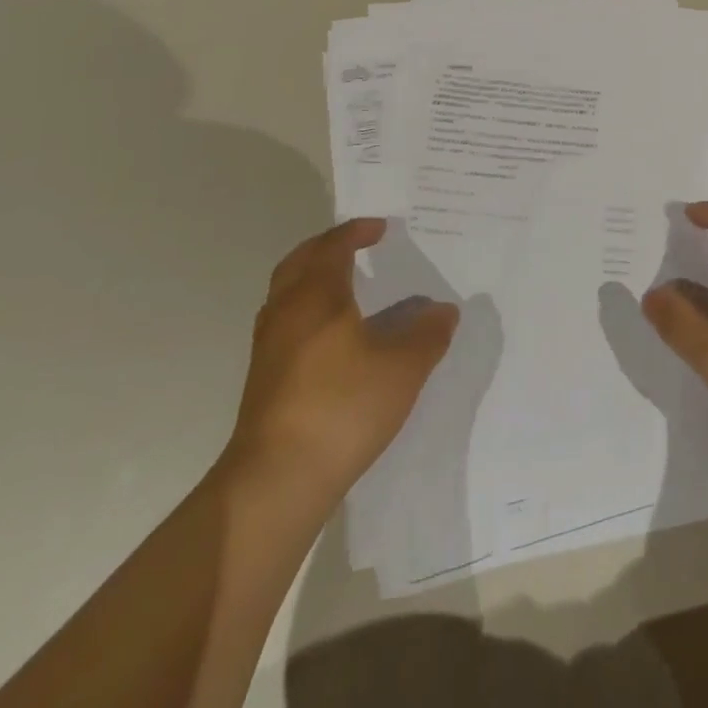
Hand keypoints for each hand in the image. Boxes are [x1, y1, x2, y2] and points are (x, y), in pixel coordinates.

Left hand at [222, 218, 458, 502]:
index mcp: (316, 296)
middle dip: (327, 247)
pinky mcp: (263, 379)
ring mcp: (268, 347)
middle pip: (299, 262)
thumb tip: (444, 311)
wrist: (277, 479)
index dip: (356, 232)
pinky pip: (285, 323)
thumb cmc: (342, 407)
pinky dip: (307, 311)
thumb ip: (427, 335)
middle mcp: (286, 311)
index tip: (381, 228)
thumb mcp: (403, 369)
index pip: (333, 247)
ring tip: (345, 287)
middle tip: (355, 245)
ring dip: (312, 278)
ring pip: (287, 293)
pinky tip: (331, 338)